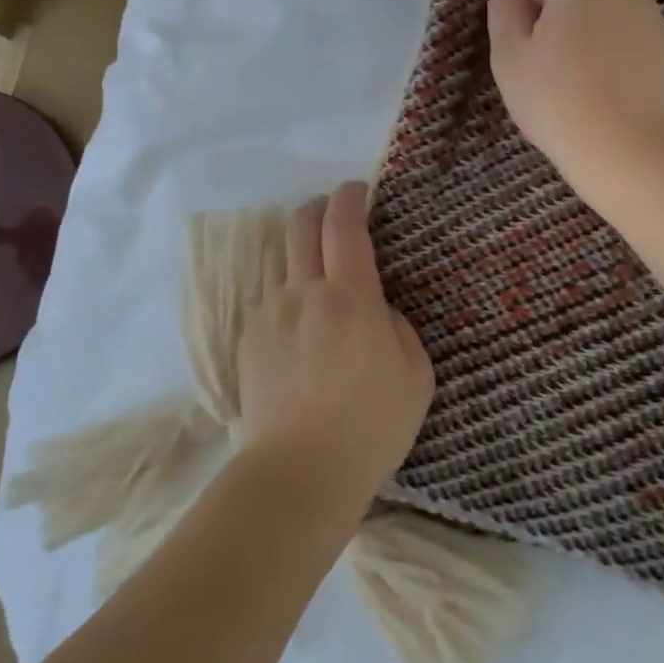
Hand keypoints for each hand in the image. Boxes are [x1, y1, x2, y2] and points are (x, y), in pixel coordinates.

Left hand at [234, 181, 432, 510]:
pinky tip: (295, 311)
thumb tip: (376, 308)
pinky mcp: (248, 339)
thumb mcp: (415, 374)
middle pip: (299, 225)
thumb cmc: (370, 426)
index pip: (344, 225)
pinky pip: (265, 294)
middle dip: (316, 208)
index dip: (349, 198)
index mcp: (349, 296)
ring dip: (295, 244)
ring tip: (310, 258)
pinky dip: (282, 285)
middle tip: (332, 214)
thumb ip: (398, 325)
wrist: (299, 473)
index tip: (356, 190)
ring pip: (276, 256)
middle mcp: (303, 292)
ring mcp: (269, 314)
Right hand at [487, 0, 663, 196]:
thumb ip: (505, 2)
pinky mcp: (660, 39)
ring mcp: (645, 11)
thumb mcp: (510, 54)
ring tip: (565, 66)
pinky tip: (595, 76)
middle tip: (533, 46)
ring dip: (576, 14)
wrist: (627, 148)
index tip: (515, 0)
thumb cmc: (556, 101)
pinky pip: (621, 19)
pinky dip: (601, 33)